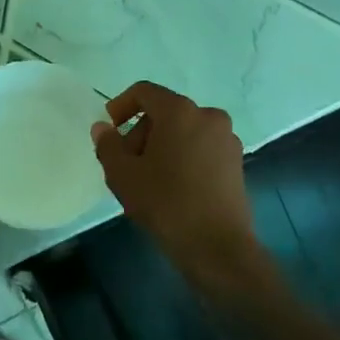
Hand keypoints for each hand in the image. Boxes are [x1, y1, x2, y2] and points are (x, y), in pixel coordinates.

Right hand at [93, 82, 256, 281]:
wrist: (217, 247)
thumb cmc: (165, 203)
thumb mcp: (122, 174)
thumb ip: (107, 144)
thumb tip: (103, 128)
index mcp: (180, 111)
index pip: (144, 92)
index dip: (121, 106)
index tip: (110, 130)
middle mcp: (208, 116)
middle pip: (164, 112)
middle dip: (141, 132)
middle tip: (126, 163)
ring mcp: (226, 139)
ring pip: (183, 131)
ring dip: (162, 146)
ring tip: (148, 179)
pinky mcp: (236, 163)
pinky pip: (201, 148)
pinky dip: (183, 157)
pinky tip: (172, 188)